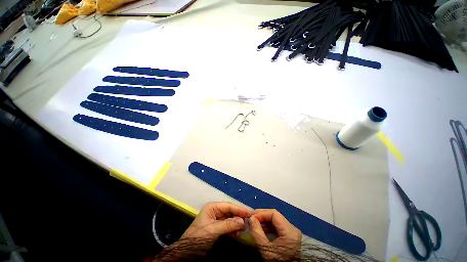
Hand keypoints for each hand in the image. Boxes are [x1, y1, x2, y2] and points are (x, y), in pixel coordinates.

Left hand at [182, 202, 251, 240]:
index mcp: (212, 207)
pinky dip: (232, 230)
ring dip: (236, 224)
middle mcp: (214, 211)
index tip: (249, 213)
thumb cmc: (199, 237)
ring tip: (243, 230)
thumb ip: (228, 225)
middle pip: (229, 212)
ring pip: (229, 219)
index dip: (239, 209)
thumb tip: (242, 221)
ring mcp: (215, 219)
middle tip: (248, 222)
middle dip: (238, 217)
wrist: (187, 252)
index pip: (228, 206)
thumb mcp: (213, 230)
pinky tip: (237, 234)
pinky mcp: (216, 228)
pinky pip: (227, 226)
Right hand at [249, 209, 301, 260]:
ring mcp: (291, 232)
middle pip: (275, 215)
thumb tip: (251, 218)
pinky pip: (277, 226)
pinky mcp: (289, 235)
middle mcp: (292, 228)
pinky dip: (268, 226)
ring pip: (276, 220)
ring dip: (264, 220)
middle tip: (251, 218)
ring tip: (254, 223)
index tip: (251, 217)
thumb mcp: (266, 250)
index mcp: (289, 231)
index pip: (274, 213)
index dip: (261, 213)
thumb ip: (257, 233)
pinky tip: (261, 229)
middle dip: (262, 215)